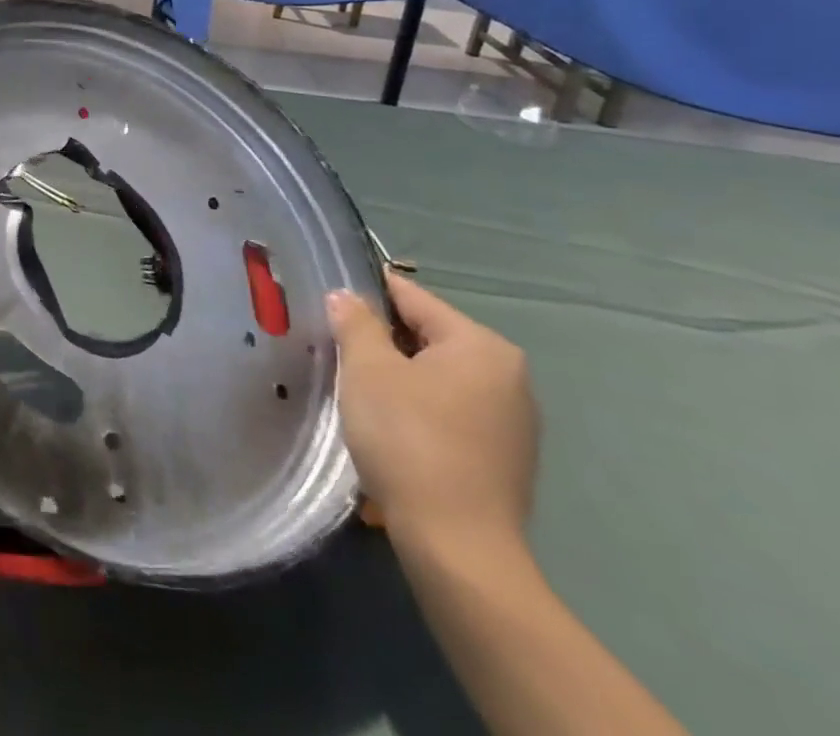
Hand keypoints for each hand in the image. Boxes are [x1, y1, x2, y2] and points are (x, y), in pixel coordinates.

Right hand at [328, 272, 538, 554]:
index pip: (411, 297)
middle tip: (335, 349)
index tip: (327, 300)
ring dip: (397, 376)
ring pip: (436, 375)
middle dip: (381, 340)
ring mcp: (512, 420)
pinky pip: (450, 410)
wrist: (457, 545)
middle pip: (427, 336)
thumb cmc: (408, 439)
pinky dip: (417, 407)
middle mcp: (508, 375)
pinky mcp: (504, 457)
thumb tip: (346, 296)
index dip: (365, 293)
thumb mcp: (367, 369)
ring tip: (356, 389)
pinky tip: (388, 427)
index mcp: (481, 345)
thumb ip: (355, 322)